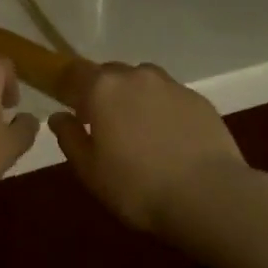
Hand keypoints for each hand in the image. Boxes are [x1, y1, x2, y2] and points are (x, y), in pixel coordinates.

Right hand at [48, 63, 249, 235]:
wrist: (208, 194)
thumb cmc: (138, 187)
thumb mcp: (91, 172)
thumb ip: (70, 138)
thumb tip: (58, 117)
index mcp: (103, 89)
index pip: (75, 72)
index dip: (68, 85)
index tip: (67, 103)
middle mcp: (136, 76)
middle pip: (110, 73)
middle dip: (102, 91)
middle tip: (102, 123)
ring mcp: (171, 85)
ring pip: (143, 80)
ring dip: (134, 96)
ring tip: (138, 129)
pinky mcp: (198, 99)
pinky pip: (170, 96)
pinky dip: (162, 108)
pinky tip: (168, 137)